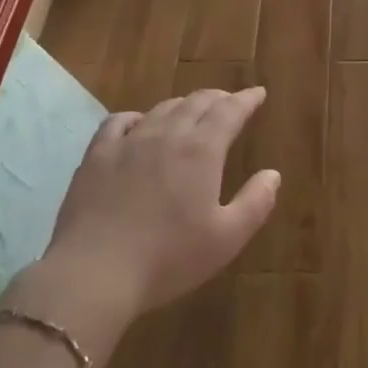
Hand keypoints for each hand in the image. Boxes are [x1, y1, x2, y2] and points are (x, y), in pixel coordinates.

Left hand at [3, 89, 279, 358]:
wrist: (95, 273)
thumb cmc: (168, 259)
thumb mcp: (226, 239)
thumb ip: (255, 203)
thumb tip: (273, 174)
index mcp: (202, 150)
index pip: (230, 111)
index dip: (247, 99)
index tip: (258, 93)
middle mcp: (168, 134)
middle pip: (197, 102)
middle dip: (218, 98)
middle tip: (229, 102)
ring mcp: (129, 141)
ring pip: (162, 108)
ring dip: (183, 105)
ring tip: (191, 111)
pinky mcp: (97, 155)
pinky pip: (119, 122)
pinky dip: (137, 117)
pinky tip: (139, 125)